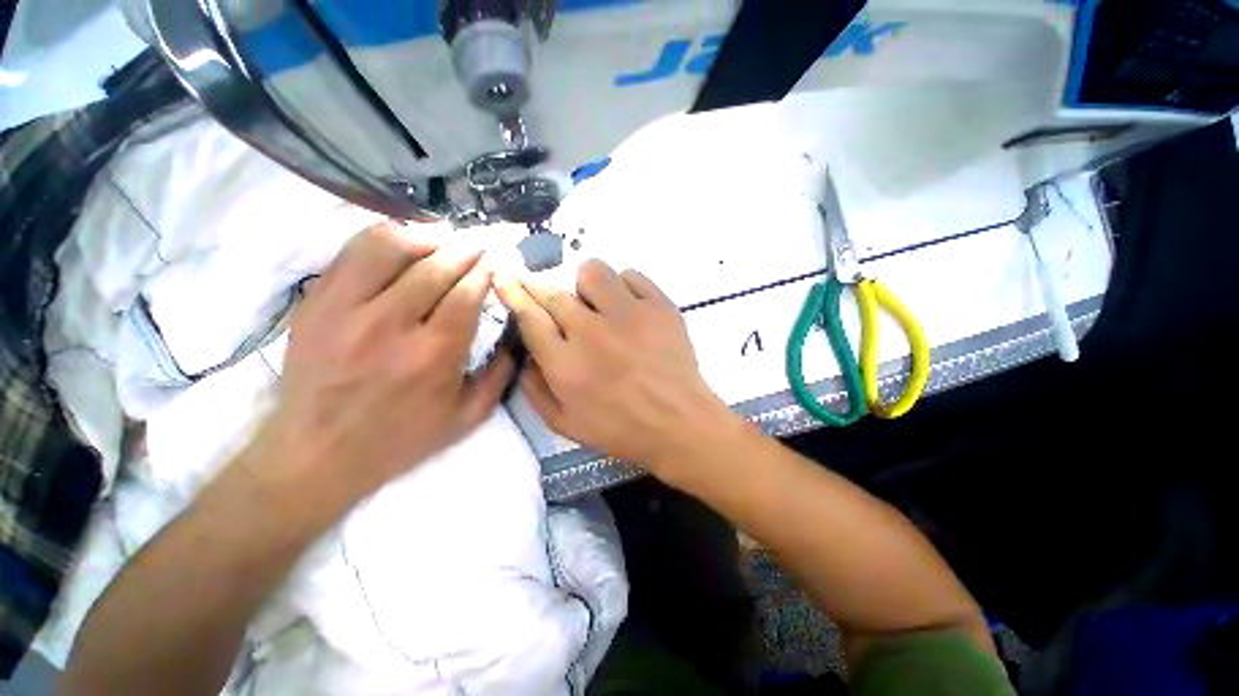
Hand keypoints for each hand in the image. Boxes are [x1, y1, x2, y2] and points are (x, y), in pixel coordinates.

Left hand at [258, 221, 514, 495]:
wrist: (318, 454)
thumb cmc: (402, 438)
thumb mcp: (468, 417)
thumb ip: (501, 375)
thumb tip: (517, 337)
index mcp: (434, 355)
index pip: (466, 294)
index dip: (484, 271)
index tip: (495, 261)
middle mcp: (391, 326)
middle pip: (434, 267)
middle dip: (463, 250)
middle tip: (477, 244)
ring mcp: (346, 310)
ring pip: (388, 248)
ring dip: (423, 236)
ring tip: (442, 237)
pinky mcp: (315, 304)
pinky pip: (350, 254)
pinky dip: (380, 238)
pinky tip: (400, 241)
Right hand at [494, 260, 734, 480]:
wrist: (679, 424)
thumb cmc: (622, 429)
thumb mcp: (565, 424)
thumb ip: (535, 390)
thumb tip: (524, 355)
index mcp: (565, 363)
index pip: (529, 315)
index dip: (513, 293)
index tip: (506, 279)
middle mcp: (591, 332)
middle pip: (554, 292)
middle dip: (542, 289)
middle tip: (554, 301)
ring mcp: (628, 315)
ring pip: (593, 272)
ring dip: (586, 285)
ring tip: (597, 305)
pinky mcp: (659, 307)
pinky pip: (632, 276)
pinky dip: (624, 286)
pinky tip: (629, 308)